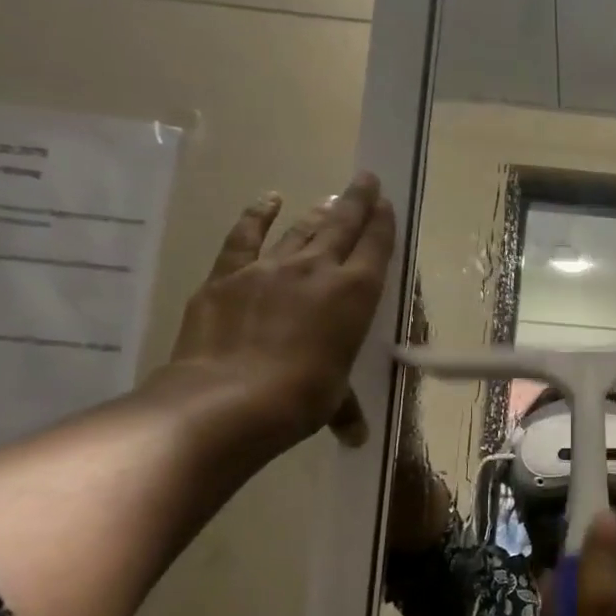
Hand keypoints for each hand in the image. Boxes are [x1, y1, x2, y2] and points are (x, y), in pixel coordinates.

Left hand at [159, 175, 394, 451]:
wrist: (229, 397)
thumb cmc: (301, 398)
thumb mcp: (333, 400)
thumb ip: (345, 409)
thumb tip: (356, 436)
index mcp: (355, 295)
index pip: (375, 248)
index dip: (382, 223)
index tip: (386, 204)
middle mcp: (318, 270)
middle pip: (342, 225)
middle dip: (357, 201)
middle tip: (366, 179)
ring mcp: (270, 267)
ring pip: (301, 229)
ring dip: (318, 212)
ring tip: (330, 199)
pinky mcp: (228, 274)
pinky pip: (245, 236)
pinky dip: (256, 215)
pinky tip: (266, 200)